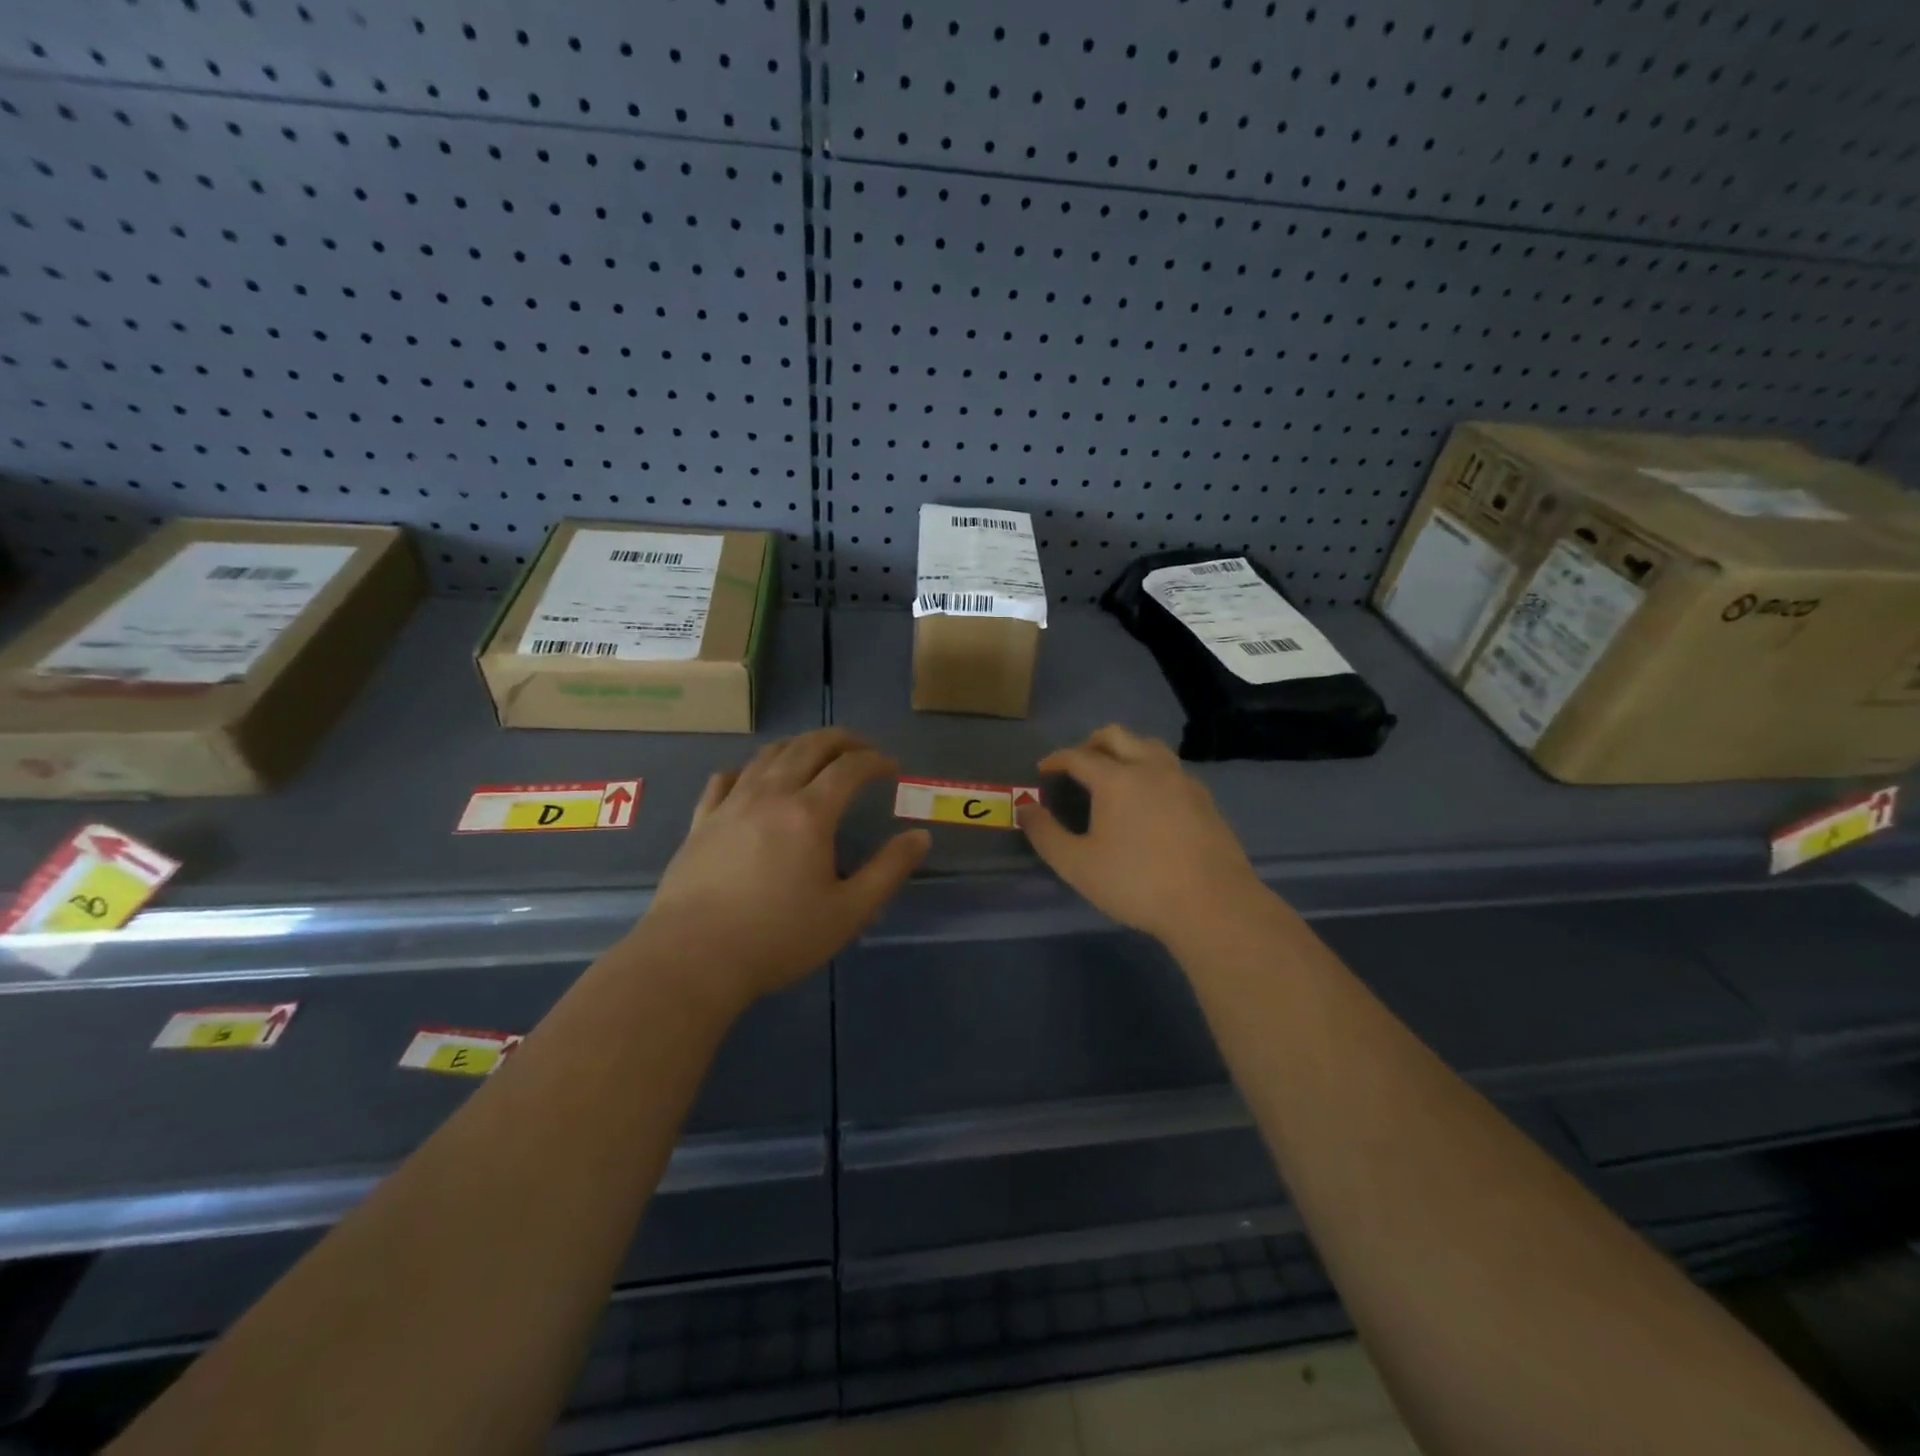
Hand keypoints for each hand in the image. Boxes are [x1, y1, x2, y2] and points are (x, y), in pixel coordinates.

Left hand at [641, 729, 929, 1007]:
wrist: (693, 958)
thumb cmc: (778, 938)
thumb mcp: (848, 912)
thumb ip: (888, 871)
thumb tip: (920, 836)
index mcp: (809, 813)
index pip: (849, 767)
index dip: (875, 760)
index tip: (891, 767)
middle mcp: (770, 795)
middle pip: (808, 746)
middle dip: (841, 740)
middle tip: (861, 749)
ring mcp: (731, 804)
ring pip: (767, 755)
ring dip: (798, 746)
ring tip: (815, 755)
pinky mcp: (701, 821)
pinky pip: (725, 779)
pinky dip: (747, 770)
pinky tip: (751, 779)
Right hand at [1019, 724, 1266, 945]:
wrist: (1212, 905)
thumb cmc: (1136, 883)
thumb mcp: (1077, 865)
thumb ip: (1045, 834)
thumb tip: (1023, 808)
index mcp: (1116, 778)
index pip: (1078, 756)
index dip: (1056, 759)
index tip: (1043, 769)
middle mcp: (1150, 768)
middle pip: (1117, 736)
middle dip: (1091, 743)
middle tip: (1077, 763)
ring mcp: (1182, 781)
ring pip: (1149, 746)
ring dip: (1126, 750)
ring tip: (1113, 773)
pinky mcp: (1204, 799)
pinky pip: (1171, 768)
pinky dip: (1150, 769)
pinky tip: (1149, 798)